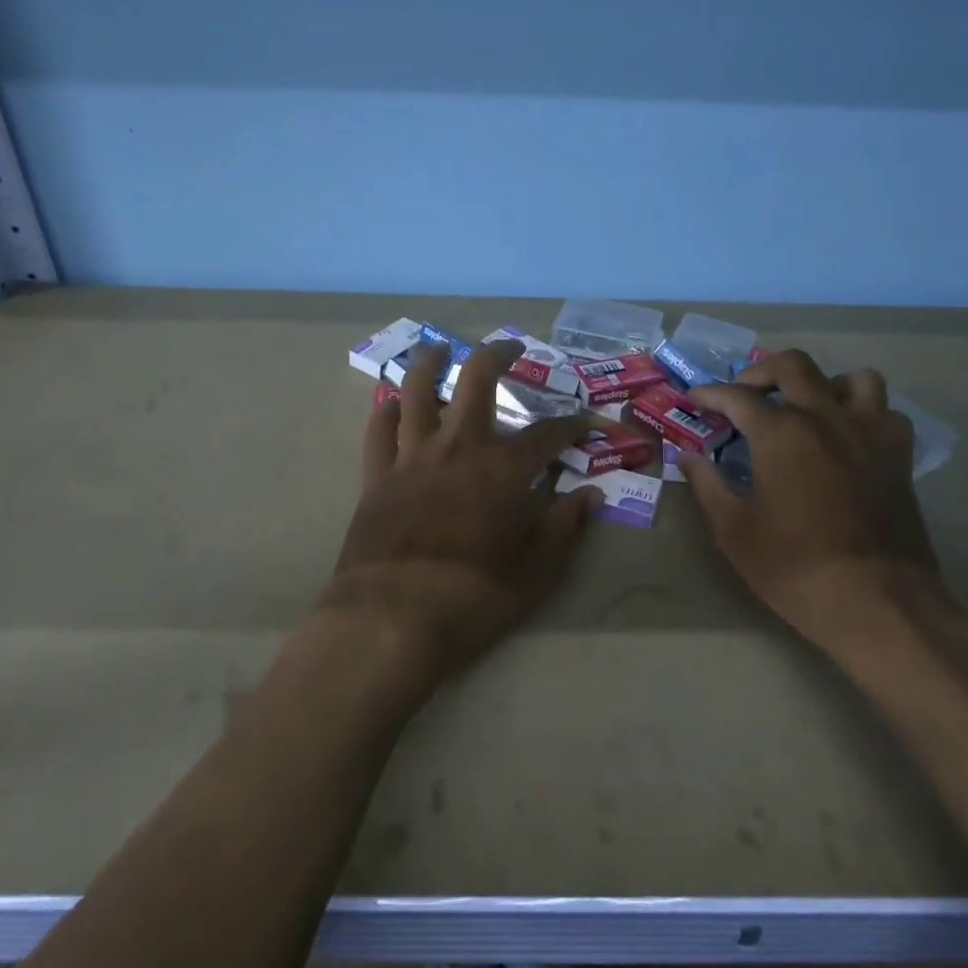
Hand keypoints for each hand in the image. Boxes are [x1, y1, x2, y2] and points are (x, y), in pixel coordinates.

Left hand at [321, 339, 601, 697]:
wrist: (391, 619)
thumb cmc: (473, 598)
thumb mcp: (537, 572)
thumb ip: (565, 528)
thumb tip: (590, 496)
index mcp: (503, 468)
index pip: (548, 434)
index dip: (571, 425)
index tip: (585, 422)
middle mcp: (458, 447)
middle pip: (476, 380)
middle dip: (498, 355)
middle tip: (511, 347)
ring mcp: (412, 457)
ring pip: (418, 391)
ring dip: (430, 363)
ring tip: (439, 348)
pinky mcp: (377, 477)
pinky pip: (378, 431)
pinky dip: (385, 411)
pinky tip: (391, 403)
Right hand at [678, 350, 948, 648]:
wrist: (876, 602)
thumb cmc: (794, 566)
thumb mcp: (734, 530)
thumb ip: (707, 484)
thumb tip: (688, 456)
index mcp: (781, 432)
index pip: (736, 396)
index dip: (709, 394)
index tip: (694, 398)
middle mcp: (826, 417)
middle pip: (793, 366)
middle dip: (761, 372)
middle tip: (745, 395)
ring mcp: (869, 433)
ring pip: (853, 379)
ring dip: (823, 384)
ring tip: (806, 408)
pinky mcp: (899, 456)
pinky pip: (886, 412)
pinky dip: (865, 413)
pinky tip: (848, 437)